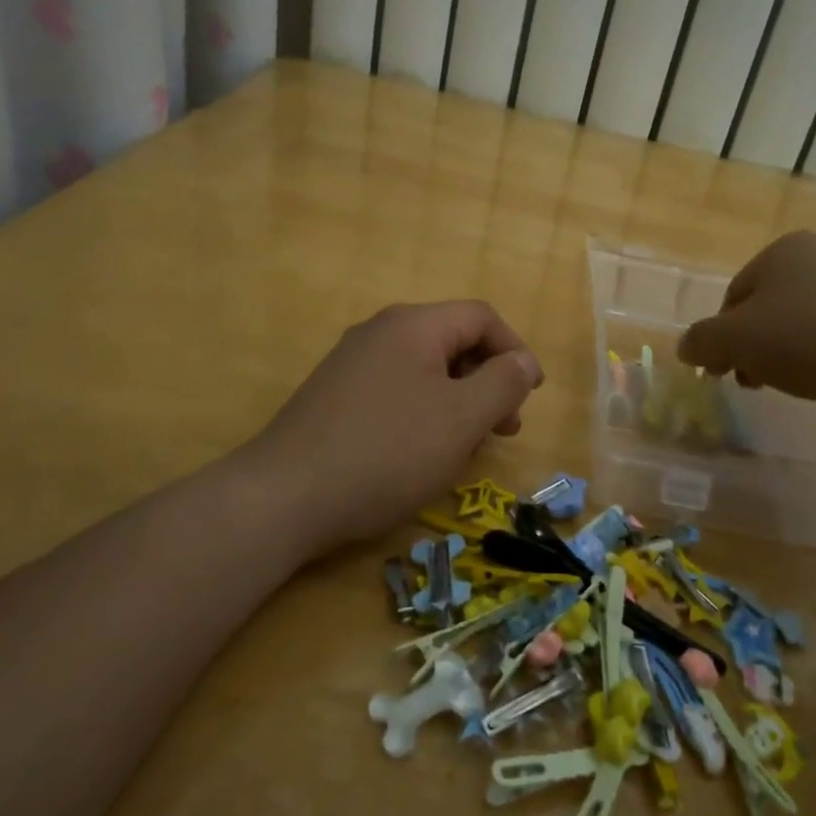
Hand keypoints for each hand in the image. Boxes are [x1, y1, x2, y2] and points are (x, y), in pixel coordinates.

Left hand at [244, 301, 542, 555]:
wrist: (285, 497)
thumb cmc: (387, 452)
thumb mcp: (461, 419)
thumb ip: (503, 383)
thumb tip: (524, 362)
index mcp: (413, 325)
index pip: (481, 317)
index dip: (515, 351)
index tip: (530, 396)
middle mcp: (380, 333)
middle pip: (452, 341)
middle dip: (488, 381)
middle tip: (505, 428)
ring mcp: (352, 364)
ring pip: (425, 370)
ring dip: (459, 401)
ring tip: (469, 446)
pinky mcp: (335, 397)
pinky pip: (396, 391)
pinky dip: (425, 412)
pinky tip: (425, 452)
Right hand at [677, 231, 815, 416]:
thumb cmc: (807, 339)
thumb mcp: (735, 341)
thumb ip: (701, 342)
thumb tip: (686, 348)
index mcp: (783, 250)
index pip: (733, 297)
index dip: (722, 337)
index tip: (726, 372)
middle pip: (768, 309)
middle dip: (755, 348)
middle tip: (755, 382)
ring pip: (803, 323)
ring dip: (787, 355)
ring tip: (795, 384)